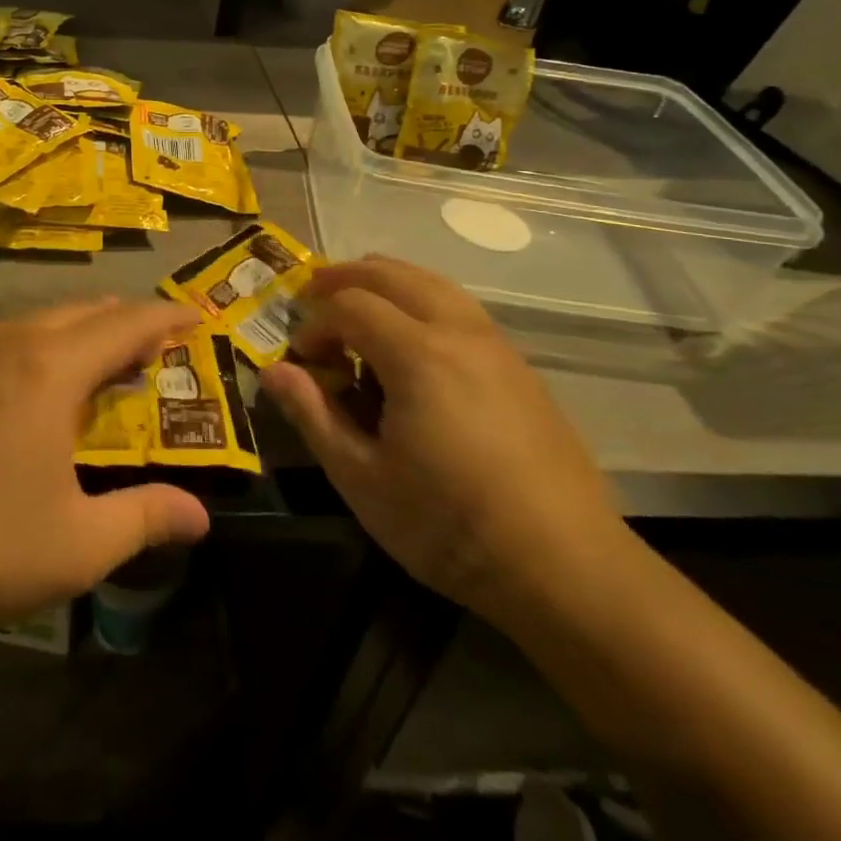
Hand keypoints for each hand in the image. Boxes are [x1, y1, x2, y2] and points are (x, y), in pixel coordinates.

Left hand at [0, 298, 210, 630]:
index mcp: (52, 368)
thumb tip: (202, 517)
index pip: (127, 323)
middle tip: (156, 352)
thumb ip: (145, 519)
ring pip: (41, 320)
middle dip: (127, 322)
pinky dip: (40, 346)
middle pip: (84, 311)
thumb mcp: (76, 545)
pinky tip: (31, 390)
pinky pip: (5, 339)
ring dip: (81, 333)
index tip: (198, 317)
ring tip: (100, 367)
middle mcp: (11, 342)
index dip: (168, 316)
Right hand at [261, 257, 626, 624]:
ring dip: (386, 281)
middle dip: (345, 278)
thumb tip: (272, 371)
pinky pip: (459, 306)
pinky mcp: (519, 365)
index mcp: (417, 354)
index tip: (302, 361)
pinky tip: (412, 338)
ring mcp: (496, 344)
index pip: (349, 305)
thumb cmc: (450, 526)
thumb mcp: (362, 479)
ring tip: (357, 303)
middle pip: (391, 274)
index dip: (315, 324)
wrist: (567, 567)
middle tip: (313, 296)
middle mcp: (458, 331)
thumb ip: (313, 416)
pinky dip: (421, 299)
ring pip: (431, 282)